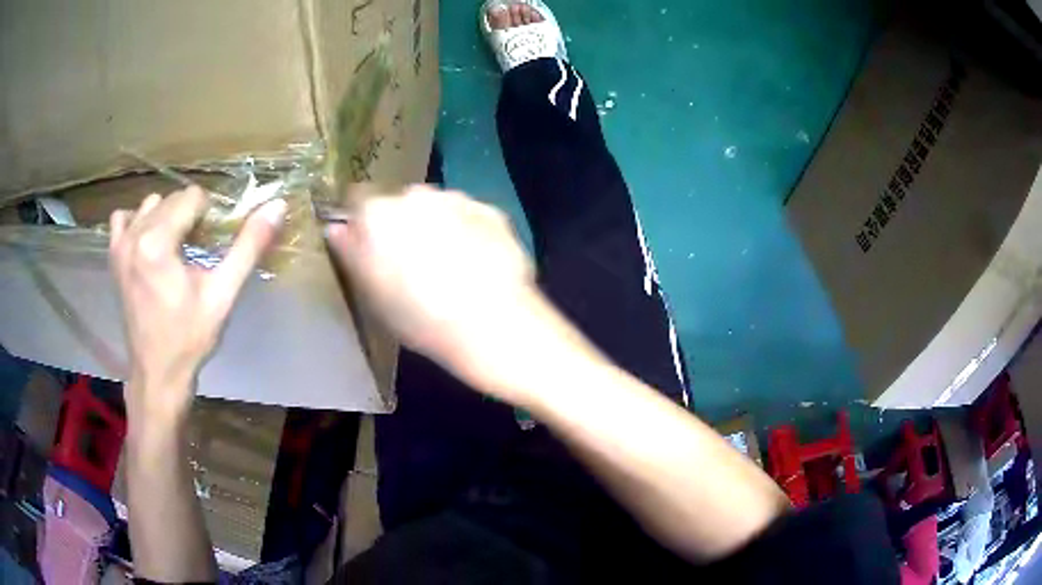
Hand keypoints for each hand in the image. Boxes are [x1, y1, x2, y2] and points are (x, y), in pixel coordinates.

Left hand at [109, 186, 285, 423]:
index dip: (209, 217)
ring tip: (175, 249)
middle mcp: (134, 235)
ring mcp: (120, 245)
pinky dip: (138, 222)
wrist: (157, 374)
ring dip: (167, 217)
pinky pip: (123, 219)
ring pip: (151, 204)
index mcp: (158, 241)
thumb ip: (248, 246)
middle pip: (172, 199)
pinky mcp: (114, 257)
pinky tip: (148, 242)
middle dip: (190, 216)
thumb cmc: (189, 338)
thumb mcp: (223, 294)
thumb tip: (277, 205)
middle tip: (198, 252)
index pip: (192, 197)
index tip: (211, 246)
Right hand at [326, 186, 537, 380]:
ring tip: (451, 267)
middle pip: (402, 203)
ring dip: (439, 226)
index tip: (370, 246)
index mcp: (378, 213)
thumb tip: (336, 228)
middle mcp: (416, 195)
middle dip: (404, 225)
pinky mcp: (492, 211)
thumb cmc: (419, 315)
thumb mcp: (373, 293)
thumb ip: (351, 253)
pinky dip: (471, 232)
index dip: (364, 223)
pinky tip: (478, 264)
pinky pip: (471, 216)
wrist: (491, 322)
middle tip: (413, 263)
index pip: (358, 201)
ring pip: (438, 208)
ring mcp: (458, 199)